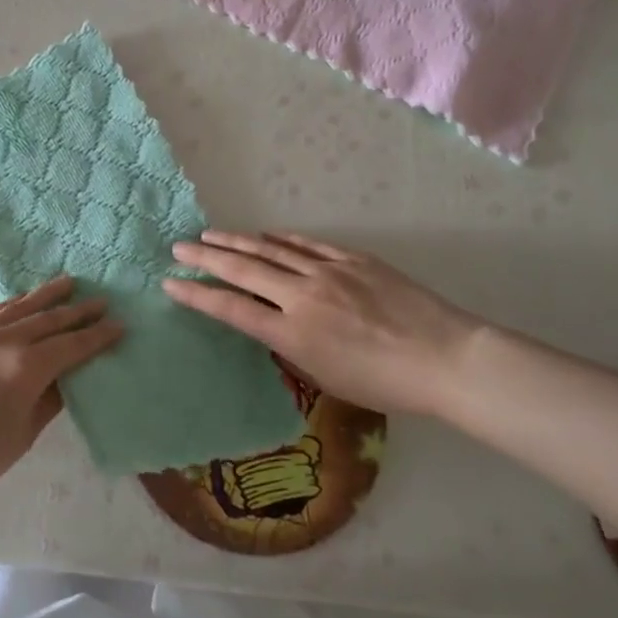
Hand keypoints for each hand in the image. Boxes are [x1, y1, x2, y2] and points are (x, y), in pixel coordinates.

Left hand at [0, 276, 121, 512]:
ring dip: (45, 296)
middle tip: (101, 300)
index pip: (71, 345)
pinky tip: (21, 301)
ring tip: (68, 283)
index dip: (97, 336)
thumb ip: (47, 401)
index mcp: (25, 368)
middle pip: (48, 319)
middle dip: (77, 310)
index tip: (119, 324)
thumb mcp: (20, 436)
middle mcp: (2, 341)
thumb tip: (65, 379)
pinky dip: (12, 304)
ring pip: (18, 307)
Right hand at [164, 231, 485, 417]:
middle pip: (242, 270)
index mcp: (292, 333)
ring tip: (210, 234)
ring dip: (236, 241)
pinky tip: (266, 235)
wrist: (447, 359)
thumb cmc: (385, 383)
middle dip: (205, 257)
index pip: (231, 308)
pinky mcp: (352, 259)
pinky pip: (307, 244)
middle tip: (178, 247)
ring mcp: (328, 271)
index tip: (170, 283)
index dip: (197, 295)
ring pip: (270, 249)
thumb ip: (292, 347)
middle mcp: (302, 296)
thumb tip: (273, 324)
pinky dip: (281, 239)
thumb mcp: (326, 377)